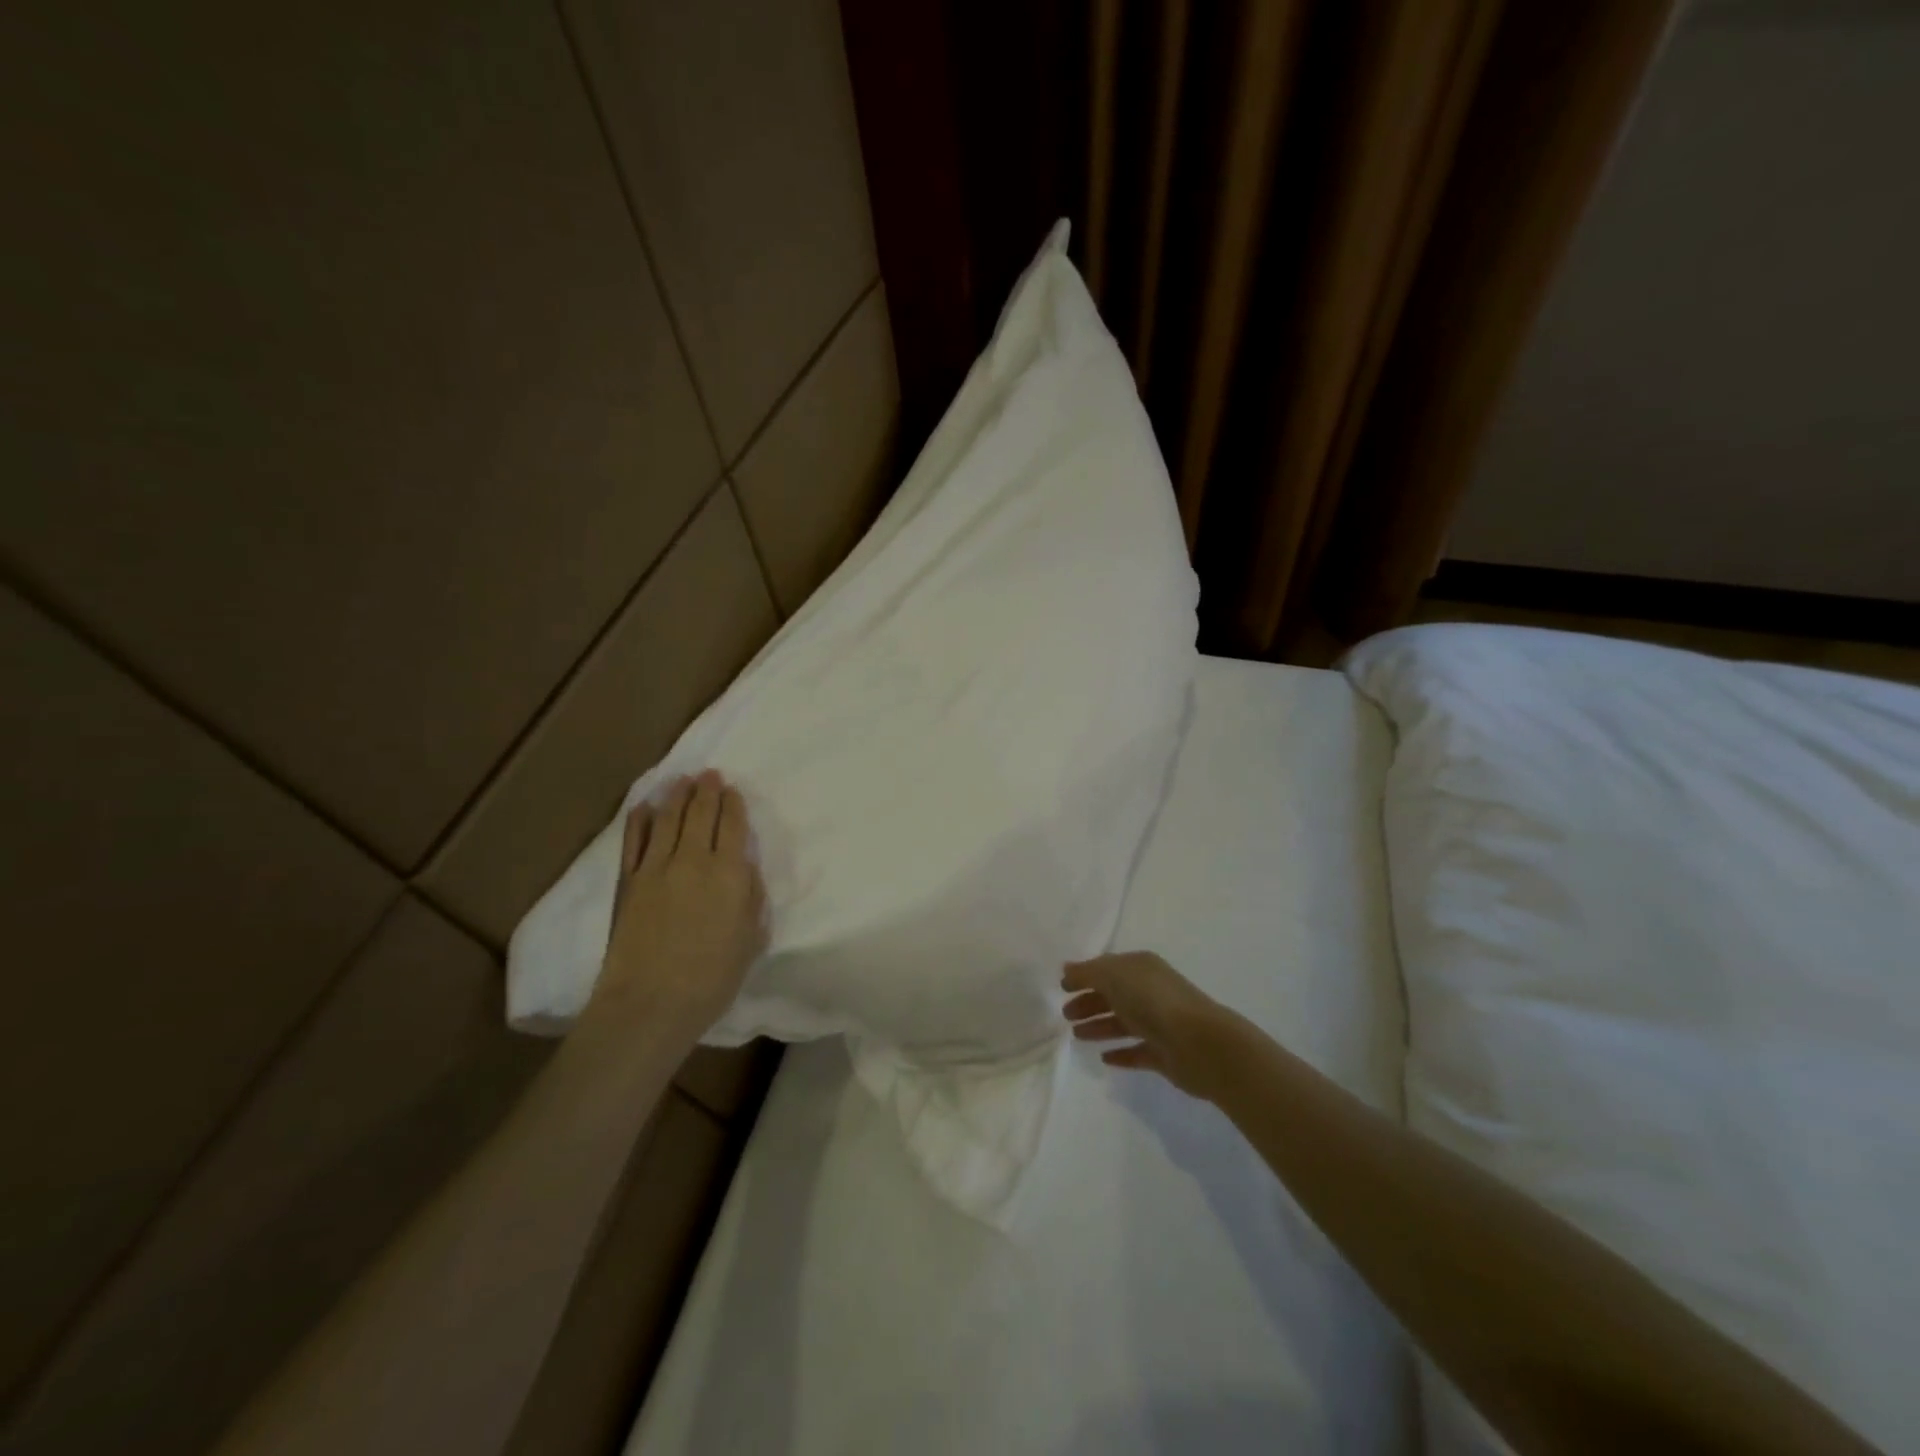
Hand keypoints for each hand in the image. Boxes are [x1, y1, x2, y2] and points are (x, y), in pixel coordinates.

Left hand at [592, 770, 767, 1034]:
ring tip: (682, 780)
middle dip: (707, 790)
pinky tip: (644, 807)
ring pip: (668, 819)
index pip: (733, 825)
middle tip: (709, 774)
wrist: (650, 1003)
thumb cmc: (712, 978)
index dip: (734, 803)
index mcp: (729, 872)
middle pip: (700, 813)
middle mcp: (693, 859)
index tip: (733, 790)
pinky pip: (633, 841)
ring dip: (677, 796)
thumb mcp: (751, 939)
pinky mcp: (628, 882)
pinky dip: (640, 820)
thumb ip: (752, 898)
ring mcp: (655, 867)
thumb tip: (745, 869)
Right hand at [1062, 951, 1238, 1100]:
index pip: (1107, 968)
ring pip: (1123, 1022)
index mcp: (1141, 968)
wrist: (1200, 1044)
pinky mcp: (1164, 1054)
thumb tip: (1067, 969)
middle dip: (1089, 1002)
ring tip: (1077, 1036)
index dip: (1085, 976)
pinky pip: (1137, 1051)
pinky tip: (1104, 1058)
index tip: (1062, 988)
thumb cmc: (1153, 1001)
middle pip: (1114, 995)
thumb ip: (1088, 972)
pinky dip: (1120, 1053)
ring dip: (1099, 1027)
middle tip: (1065, 1015)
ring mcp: (1159, 1023)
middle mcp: (1151, 992)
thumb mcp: (1113, 976)